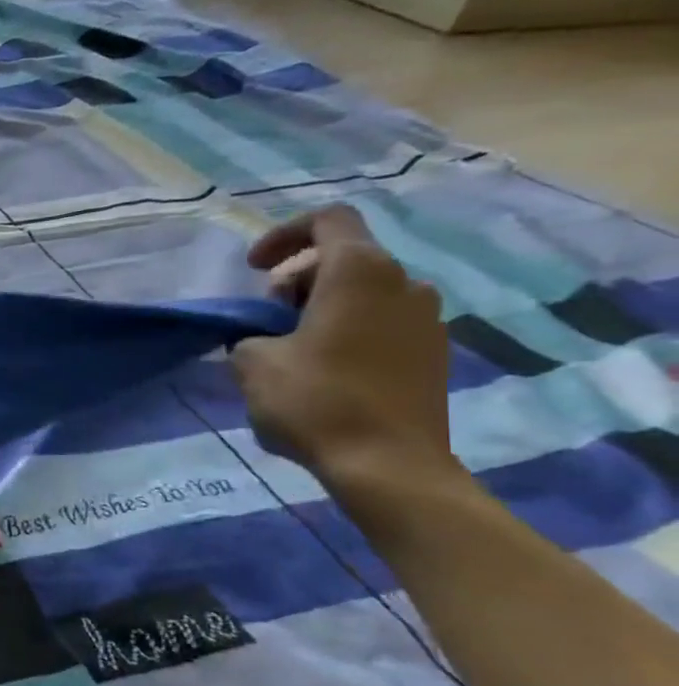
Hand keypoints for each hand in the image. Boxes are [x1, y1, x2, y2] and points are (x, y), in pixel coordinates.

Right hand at [230, 205, 460, 493]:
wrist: (388, 465)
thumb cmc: (315, 400)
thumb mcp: (252, 361)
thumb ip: (251, 334)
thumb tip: (264, 336)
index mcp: (359, 272)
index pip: (326, 220)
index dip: (282, 235)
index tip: (253, 270)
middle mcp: (404, 283)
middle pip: (342, 259)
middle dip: (296, 281)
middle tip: (266, 321)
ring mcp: (427, 320)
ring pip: (364, 293)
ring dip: (323, 308)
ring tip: (291, 348)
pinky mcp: (433, 354)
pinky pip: (383, 324)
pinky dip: (348, 332)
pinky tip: (324, 370)